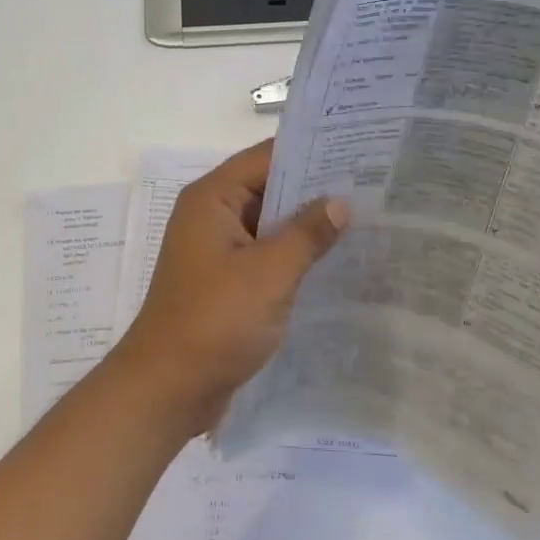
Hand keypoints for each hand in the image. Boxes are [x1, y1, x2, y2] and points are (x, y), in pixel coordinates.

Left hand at [110, 141, 348, 435]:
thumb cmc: (215, 321)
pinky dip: (294, 253)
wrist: (168, 389)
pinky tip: (335, 259)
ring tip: (364, 217)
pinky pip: (265, 253)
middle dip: (315, 188)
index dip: (310, 152)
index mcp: (212, 198)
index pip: (267, 158)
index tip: (357, 150)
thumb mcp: (269, 274)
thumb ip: (307, 234)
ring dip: (306, 224)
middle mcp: (212, 215)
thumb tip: (340, 202)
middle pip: (268, 187)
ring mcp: (218, 249)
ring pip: (269, 223)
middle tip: (371, 184)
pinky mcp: (226, 280)